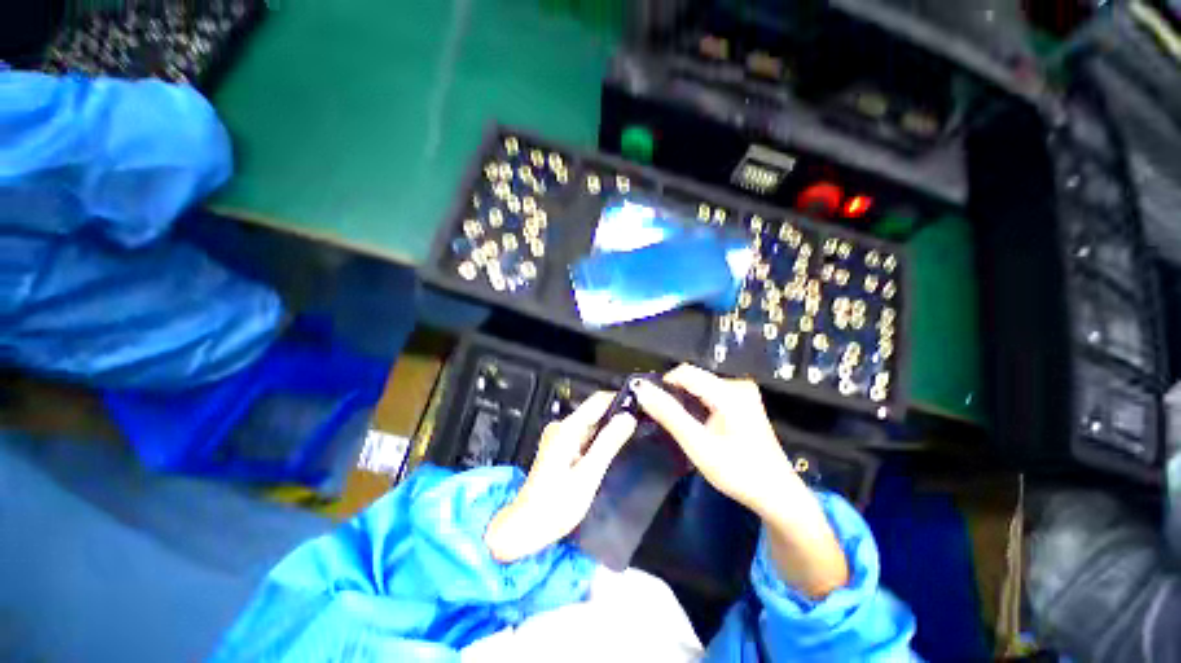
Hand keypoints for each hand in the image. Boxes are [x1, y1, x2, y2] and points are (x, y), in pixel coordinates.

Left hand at [484, 392, 636, 562]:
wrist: (527, 527)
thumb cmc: (556, 506)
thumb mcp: (589, 474)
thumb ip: (609, 443)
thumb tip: (628, 418)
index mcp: (566, 429)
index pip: (598, 401)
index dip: (619, 400)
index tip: (640, 406)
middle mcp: (561, 428)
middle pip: (594, 413)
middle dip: (615, 418)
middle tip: (638, 429)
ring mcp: (558, 437)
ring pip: (590, 425)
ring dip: (607, 431)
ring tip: (627, 442)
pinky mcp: (559, 448)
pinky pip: (583, 437)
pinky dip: (597, 442)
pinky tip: (607, 454)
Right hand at [633, 364, 848, 597]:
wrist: (776, 495)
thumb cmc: (738, 472)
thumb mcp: (698, 445)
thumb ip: (669, 415)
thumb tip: (642, 390)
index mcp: (730, 392)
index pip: (685, 373)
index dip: (663, 385)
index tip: (650, 405)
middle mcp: (738, 385)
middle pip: (693, 378)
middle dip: (674, 395)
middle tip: (664, 421)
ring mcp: (743, 393)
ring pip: (699, 386)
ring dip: (684, 401)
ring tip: (678, 425)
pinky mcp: (743, 401)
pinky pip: (709, 394)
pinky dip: (696, 405)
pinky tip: (696, 425)